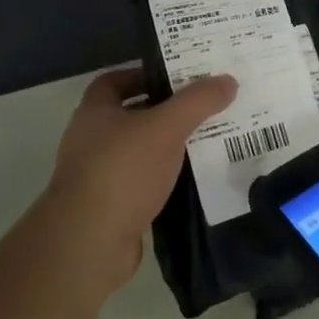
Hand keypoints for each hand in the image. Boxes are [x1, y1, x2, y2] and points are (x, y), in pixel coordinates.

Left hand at [44, 67, 237, 295]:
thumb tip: (228, 80)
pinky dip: (164, 180)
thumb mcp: (166, 127)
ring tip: (206, 141)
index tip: (176, 78)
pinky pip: (143, 184)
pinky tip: (192, 180)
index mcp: (94, 111)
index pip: (115, 81)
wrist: (90, 243)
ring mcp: (98, 176)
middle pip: (131, 115)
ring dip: (167, 148)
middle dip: (165, 111)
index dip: (144, 75)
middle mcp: (90, 140)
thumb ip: (197, 101)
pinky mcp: (111, 208)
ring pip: (139, 152)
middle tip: (202, 107)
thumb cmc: (122, 170)